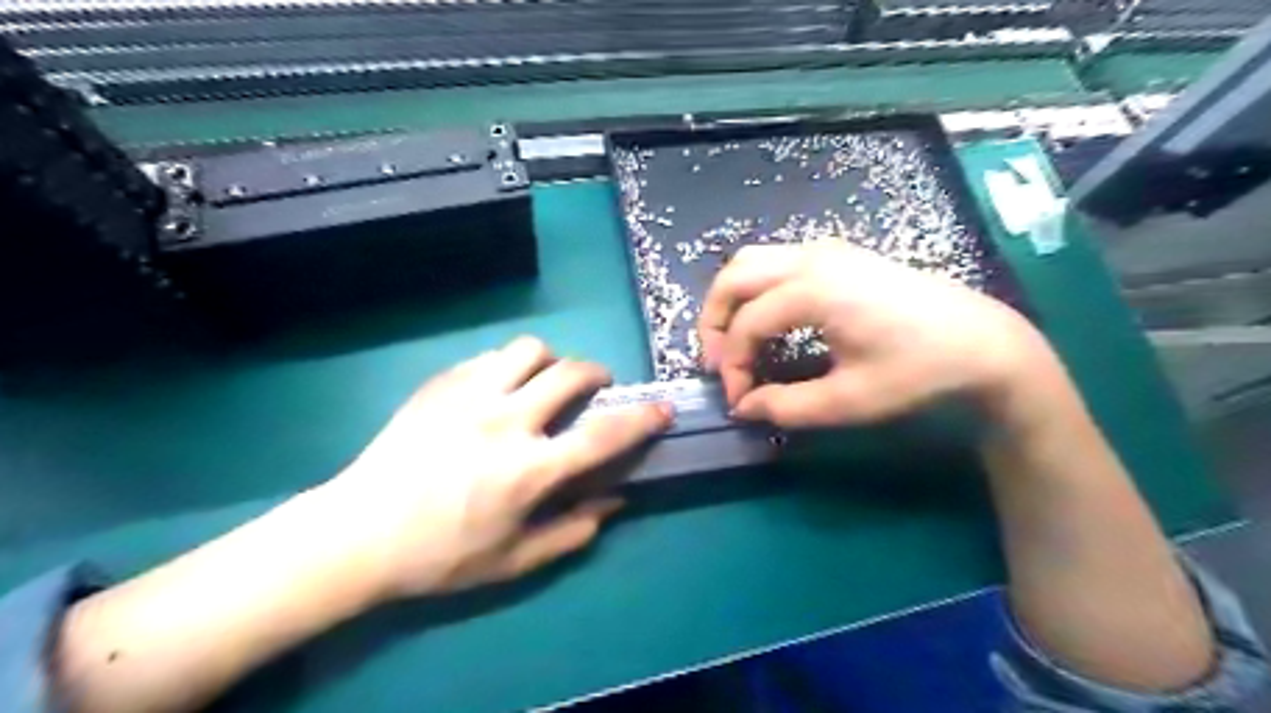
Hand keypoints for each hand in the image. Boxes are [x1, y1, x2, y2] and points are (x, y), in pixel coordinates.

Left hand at [323, 337, 668, 597]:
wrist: (358, 533)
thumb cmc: (440, 555)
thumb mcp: (513, 560)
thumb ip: (571, 531)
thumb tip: (614, 503)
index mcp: (529, 469)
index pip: (602, 435)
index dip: (641, 420)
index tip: (662, 409)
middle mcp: (506, 421)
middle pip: (570, 373)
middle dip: (596, 374)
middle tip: (596, 387)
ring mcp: (469, 396)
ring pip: (529, 349)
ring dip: (550, 361)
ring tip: (544, 380)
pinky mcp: (440, 384)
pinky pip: (489, 357)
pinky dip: (508, 366)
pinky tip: (498, 388)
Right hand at [700, 243, 1047, 427]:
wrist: (983, 344)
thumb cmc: (917, 372)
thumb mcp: (848, 401)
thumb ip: (785, 406)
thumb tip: (744, 407)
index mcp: (812, 290)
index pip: (746, 326)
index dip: (732, 366)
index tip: (738, 400)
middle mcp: (811, 258)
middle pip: (734, 277)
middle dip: (714, 321)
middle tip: (718, 363)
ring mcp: (826, 250)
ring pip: (752, 262)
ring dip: (732, 300)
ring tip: (735, 341)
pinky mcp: (839, 255)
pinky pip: (776, 262)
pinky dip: (757, 289)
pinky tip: (768, 321)